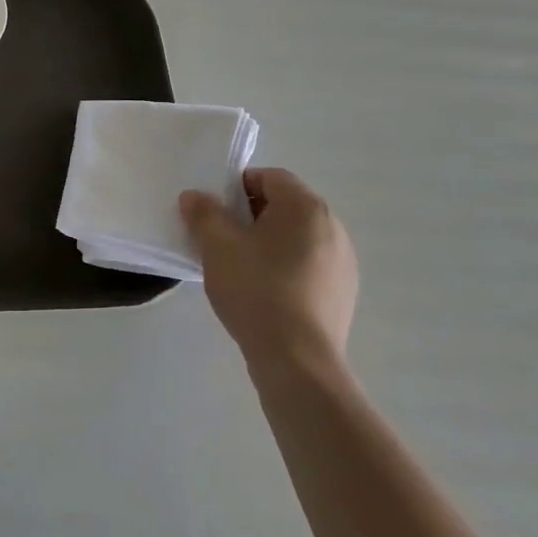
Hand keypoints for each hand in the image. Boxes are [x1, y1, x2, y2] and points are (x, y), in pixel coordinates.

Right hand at [179, 168, 357, 381]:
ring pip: (296, 237)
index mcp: (306, 207)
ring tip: (239, 268)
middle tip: (220, 238)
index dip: (237, 187)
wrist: (297, 359)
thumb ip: (203, 213)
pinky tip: (263, 293)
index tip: (214, 211)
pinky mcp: (343, 293)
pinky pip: (307, 265)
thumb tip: (194, 196)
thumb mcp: (217, 246)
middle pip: (285, 206)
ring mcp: (343, 262)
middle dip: (250, 216)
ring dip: (267, 243)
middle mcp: (332, 227)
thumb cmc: (256, 289)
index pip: (270, 177)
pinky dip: (284, 268)